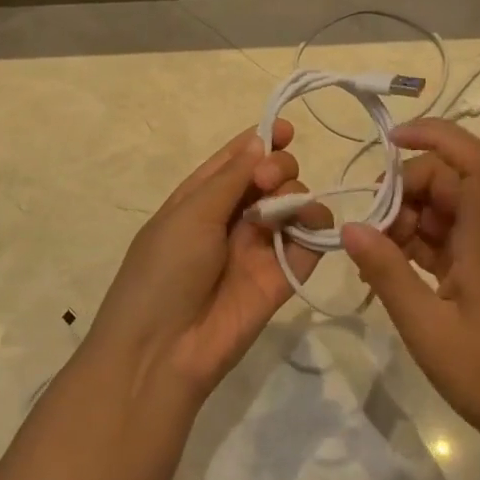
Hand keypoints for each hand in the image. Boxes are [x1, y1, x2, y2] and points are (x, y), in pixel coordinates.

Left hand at [88, 123, 325, 406]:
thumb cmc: (164, 270)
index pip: (237, 159)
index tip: (287, 129)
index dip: (262, 140)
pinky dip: (316, 227)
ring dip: (296, 194)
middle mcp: (233, 217)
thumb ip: (231, 177)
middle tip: (268, 181)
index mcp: (202, 197)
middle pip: (271, 177)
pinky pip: (310, 242)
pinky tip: (308, 224)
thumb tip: (260, 140)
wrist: (163, 351)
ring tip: (282, 208)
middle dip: (278, 167)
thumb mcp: (190, 213)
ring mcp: (259, 247)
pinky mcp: (283, 277)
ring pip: (294, 204)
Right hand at [340, 119, 479, 449]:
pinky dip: (410, 244)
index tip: (392, 140)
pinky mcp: (475, 274)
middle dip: (401, 191)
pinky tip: (384, 267)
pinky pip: (440, 239)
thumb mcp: (425, 326)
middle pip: (446, 182)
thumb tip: (350, 226)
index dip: (437, 135)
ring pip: (439, 210)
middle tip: (369, 229)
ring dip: (402, 220)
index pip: (475, 161)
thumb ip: (387, 272)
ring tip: (372, 256)